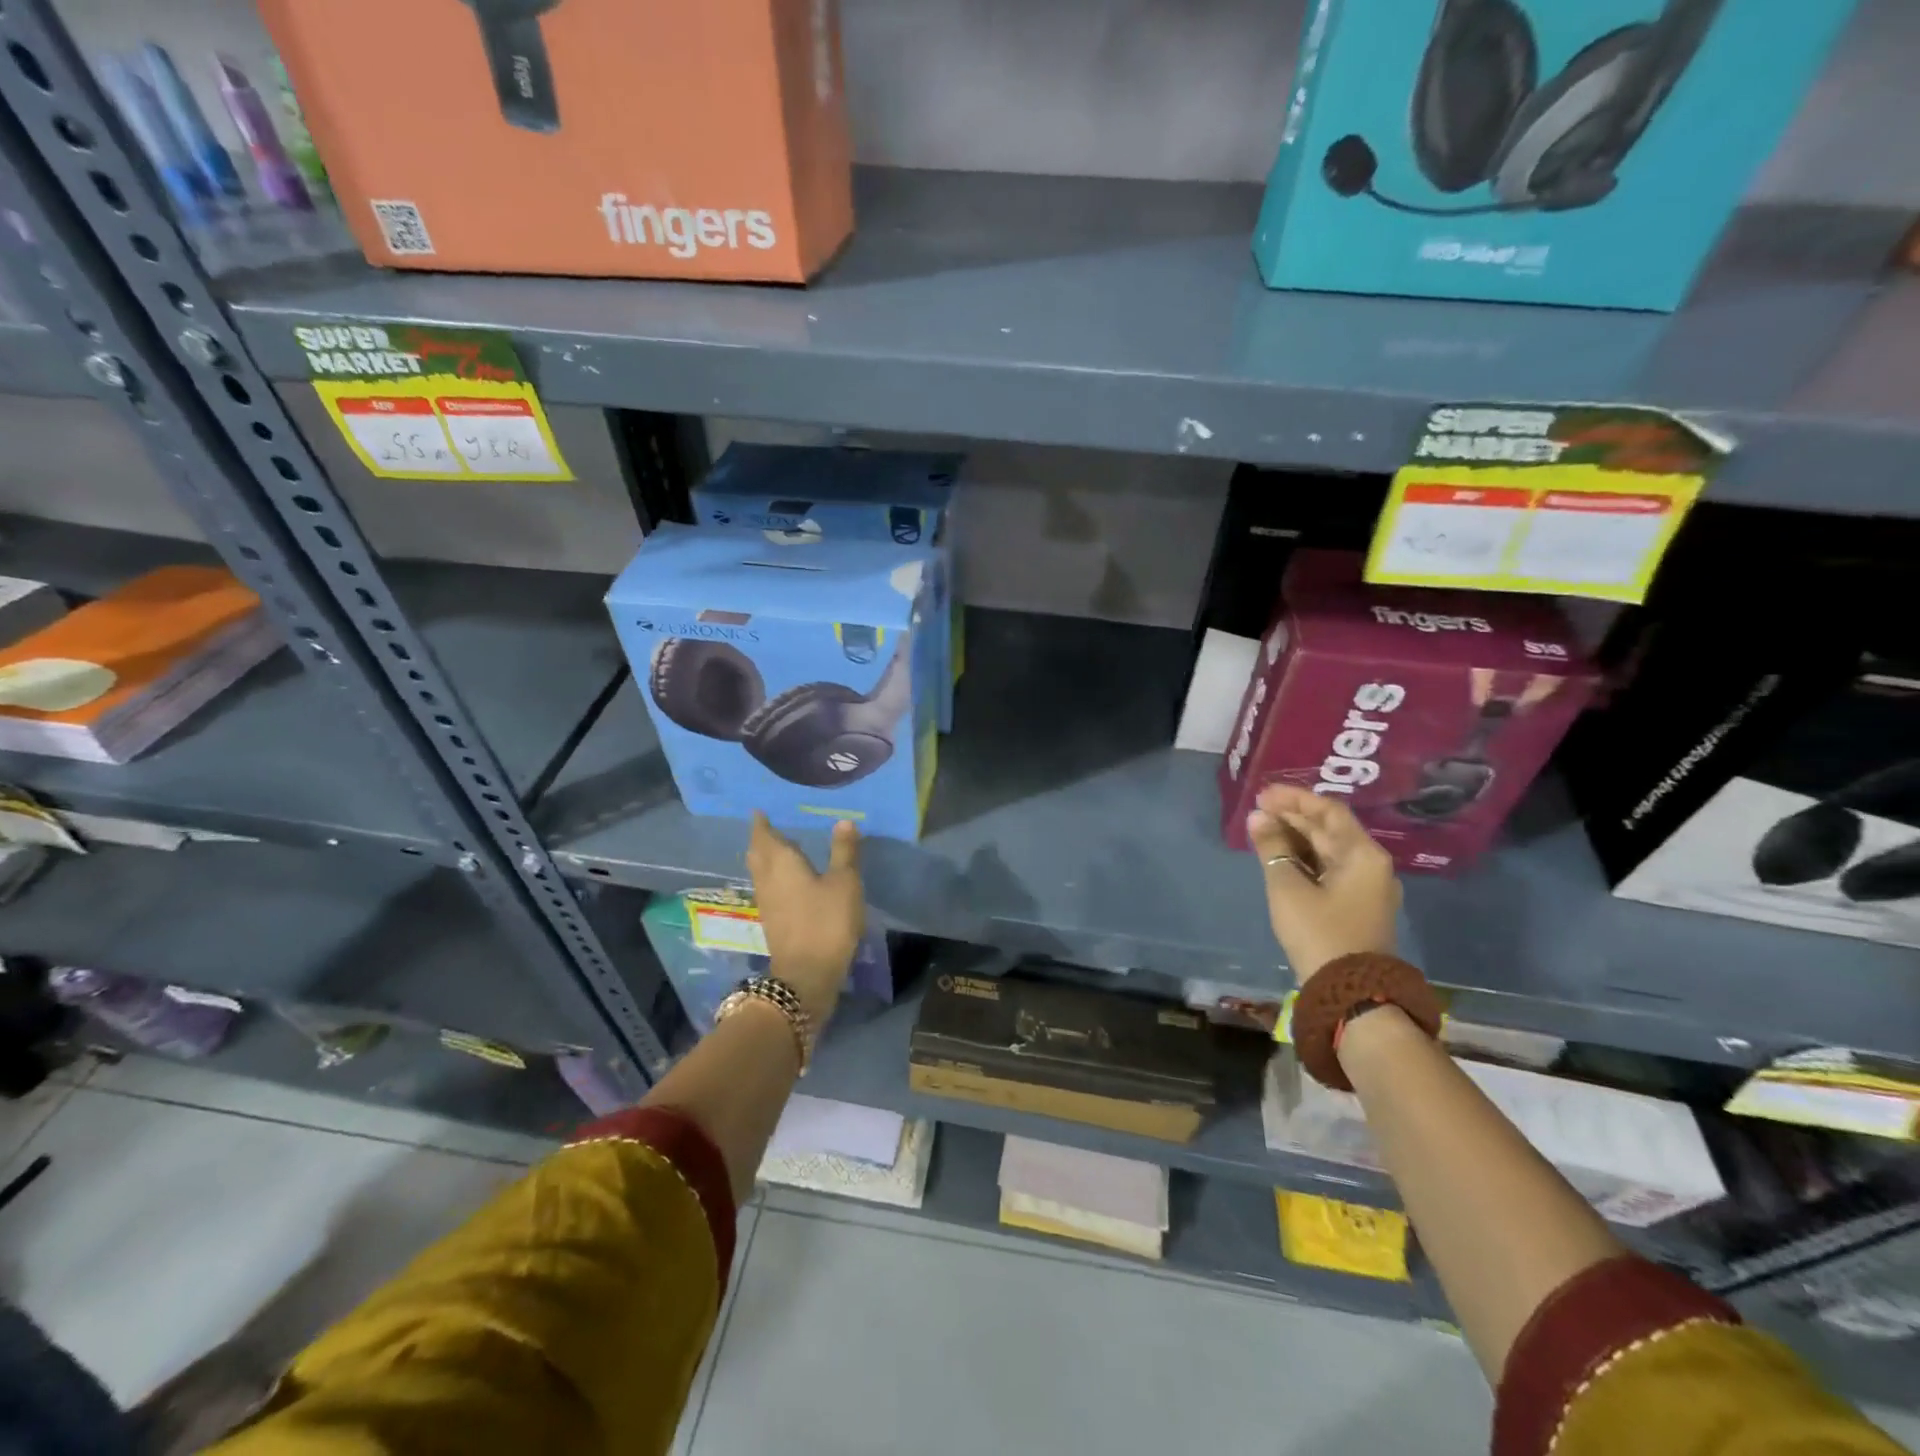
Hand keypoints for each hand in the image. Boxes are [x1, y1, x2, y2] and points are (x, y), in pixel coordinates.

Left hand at [747, 813, 864, 1020]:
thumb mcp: (844, 882)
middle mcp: (767, 879)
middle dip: (761, 840)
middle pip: (758, 854)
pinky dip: (774, 877)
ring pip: (760, 872)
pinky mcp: (772, 921)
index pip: (765, 836)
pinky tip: (788, 881)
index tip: (758, 811)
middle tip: (768, 827)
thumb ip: (843, 851)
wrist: (807, 975)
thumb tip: (843, 821)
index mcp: (781, 863)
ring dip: (765, 859)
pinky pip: (768, 888)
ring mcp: (767, 902)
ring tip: (779, 849)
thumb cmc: (827, 921)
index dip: (761, 823)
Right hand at [1246, 784, 1400, 982]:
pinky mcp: (1356, 906)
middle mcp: (1371, 865)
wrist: (1351, 993)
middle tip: (1257, 810)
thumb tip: (1257, 818)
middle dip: (1293, 817)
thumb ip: (1272, 848)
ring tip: (1262, 830)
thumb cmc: (1319, 932)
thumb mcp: (1288, 887)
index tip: (1262, 795)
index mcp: (1363, 855)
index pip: (1329, 811)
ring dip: (1296, 838)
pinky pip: (1329, 869)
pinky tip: (1279, 857)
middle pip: (1330, 830)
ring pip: (1328, 850)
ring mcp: (1366, 887)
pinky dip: (1304, 859)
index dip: (1294, 799)